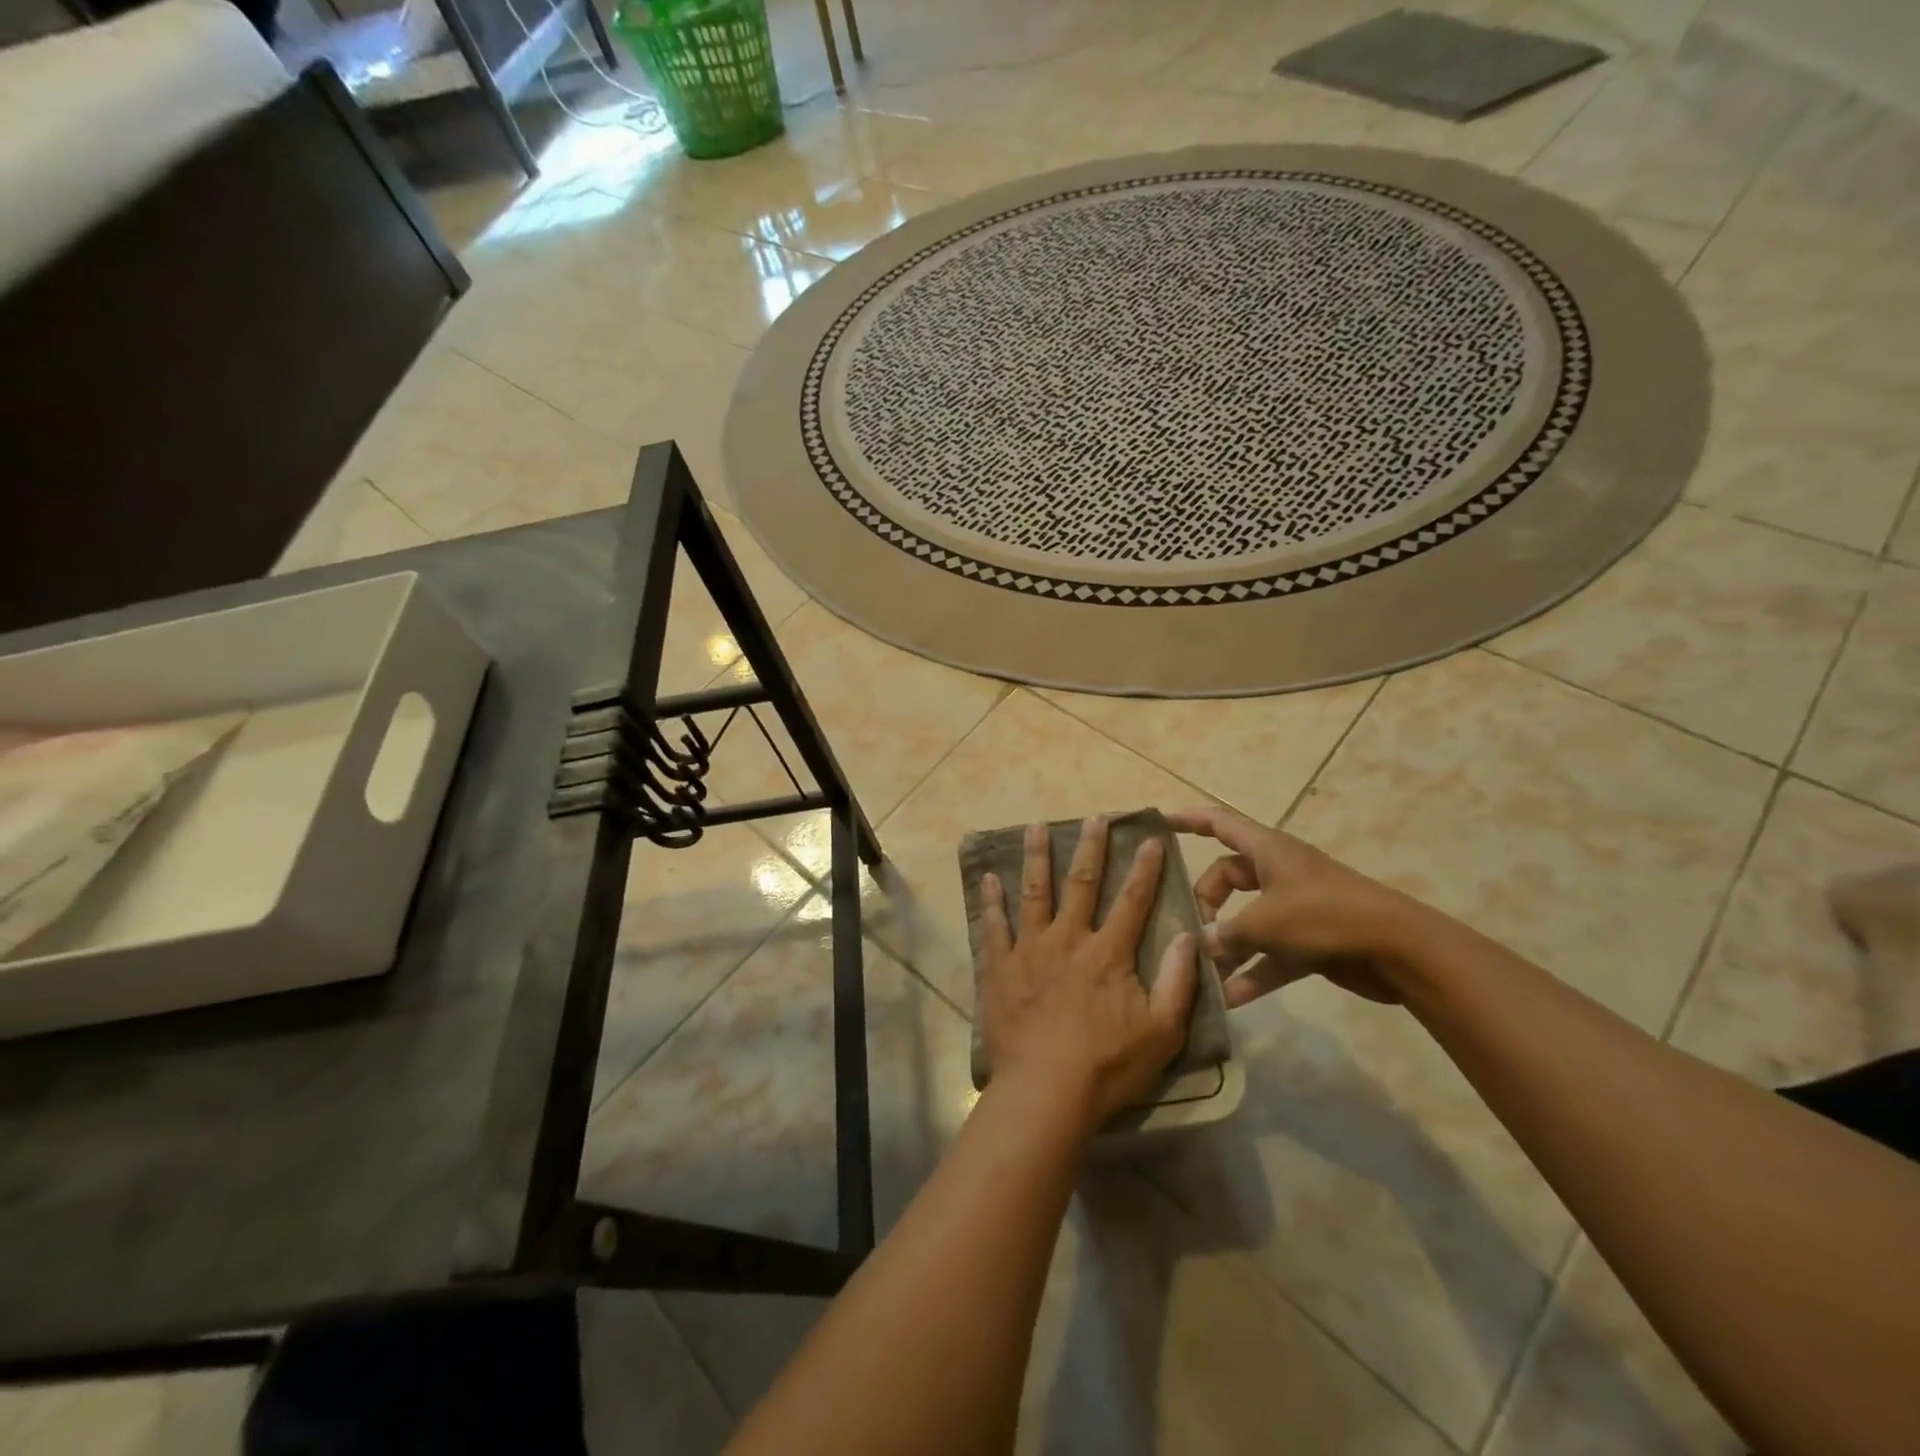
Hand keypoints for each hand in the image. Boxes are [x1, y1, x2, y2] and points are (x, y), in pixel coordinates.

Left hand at [979, 816, 1197, 1133]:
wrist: (1045, 1092)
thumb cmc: (1107, 1066)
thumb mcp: (1162, 1032)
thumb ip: (1178, 981)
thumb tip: (1189, 935)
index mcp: (1108, 953)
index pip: (1132, 900)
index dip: (1144, 868)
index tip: (1148, 838)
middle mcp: (1068, 939)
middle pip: (1081, 883)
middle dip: (1090, 847)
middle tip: (1094, 816)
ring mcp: (1030, 949)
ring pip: (1034, 892)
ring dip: (1036, 857)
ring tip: (1036, 826)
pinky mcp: (1000, 967)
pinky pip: (994, 926)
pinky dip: (991, 901)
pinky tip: (988, 878)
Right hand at [1165, 805, 1421, 1007]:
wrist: (1398, 949)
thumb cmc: (1325, 916)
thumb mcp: (1265, 922)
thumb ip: (1226, 933)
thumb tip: (1200, 945)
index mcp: (1267, 850)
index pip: (1219, 823)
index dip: (1188, 820)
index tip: (1158, 823)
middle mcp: (1277, 873)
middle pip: (1226, 879)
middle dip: (1205, 904)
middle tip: (1190, 931)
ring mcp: (1295, 908)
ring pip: (1246, 921)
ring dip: (1226, 946)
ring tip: (1200, 973)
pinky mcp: (1309, 942)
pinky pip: (1269, 954)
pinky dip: (1252, 973)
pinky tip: (1229, 1001)